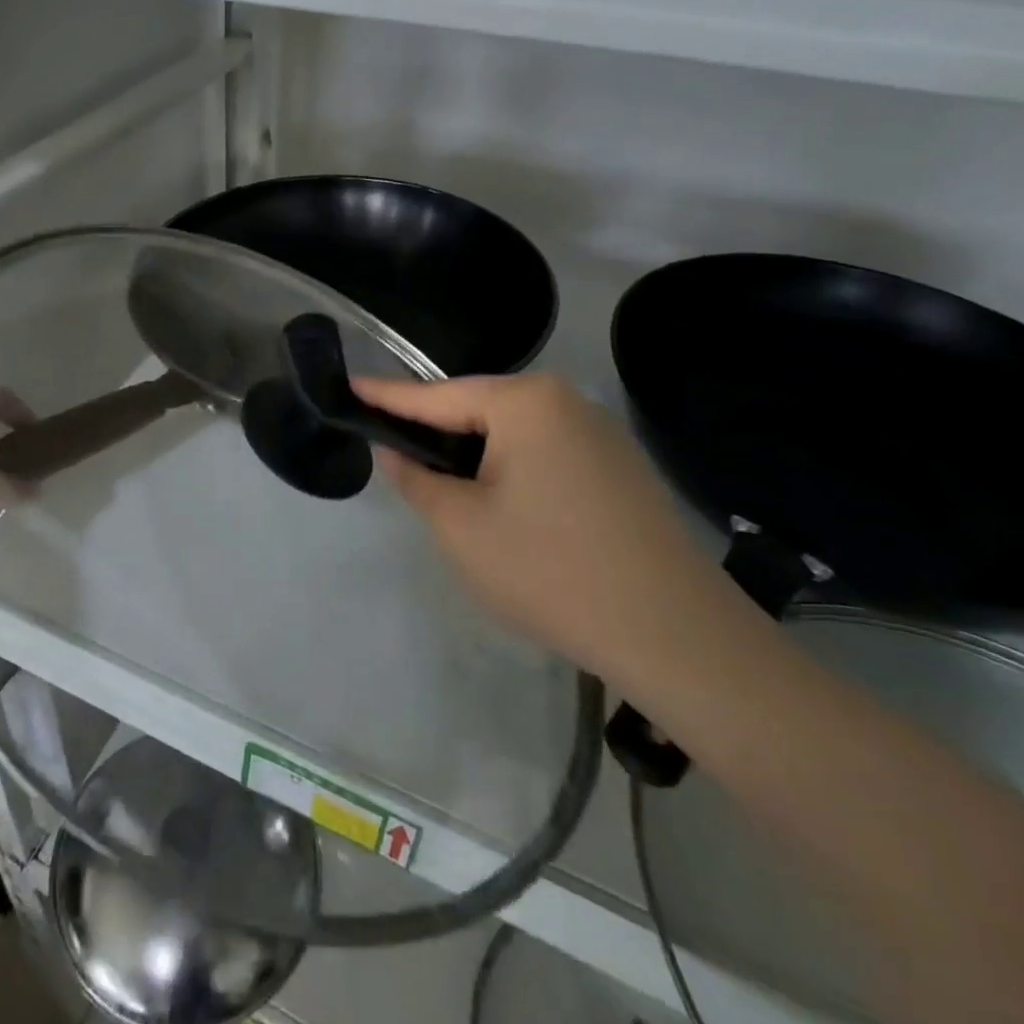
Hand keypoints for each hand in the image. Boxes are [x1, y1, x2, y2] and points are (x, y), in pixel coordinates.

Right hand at [353, 373, 736, 691]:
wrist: (676, 636)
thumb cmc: (551, 571)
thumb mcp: (461, 528)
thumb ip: (417, 480)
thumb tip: (396, 451)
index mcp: (526, 402)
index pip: (437, 396)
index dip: (387, 397)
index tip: (348, 387)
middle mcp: (567, 402)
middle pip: (479, 410)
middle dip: (435, 434)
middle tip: (392, 455)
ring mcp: (601, 434)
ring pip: (513, 435)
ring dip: (475, 458)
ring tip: (442, 487)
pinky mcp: (621, 468)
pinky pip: (546, 455)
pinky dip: (512, 472)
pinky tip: (503, 508)